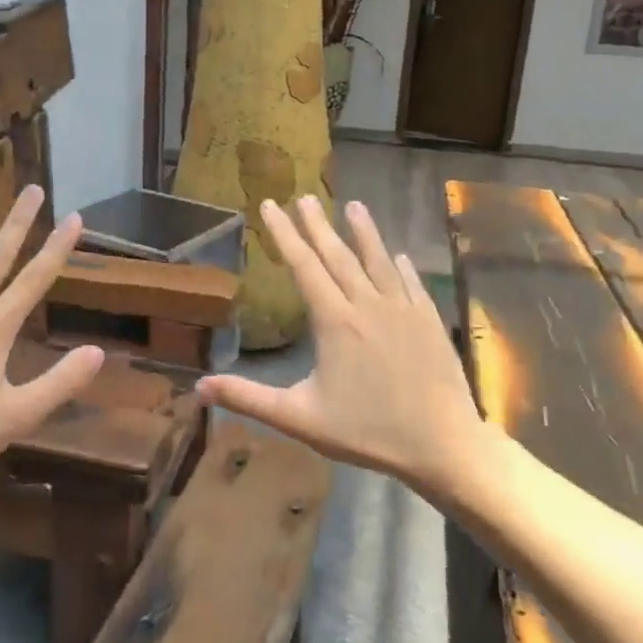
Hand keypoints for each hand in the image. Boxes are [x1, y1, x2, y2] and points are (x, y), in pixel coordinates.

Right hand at [198, 197, 488, 495]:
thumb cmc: (368, 431)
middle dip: (317, 224)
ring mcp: (403, 310)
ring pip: (378, 261)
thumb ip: (249, 398)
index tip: (270, 205)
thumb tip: (199, 387)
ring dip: (364, 232)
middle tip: (304, 197)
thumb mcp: (299, 418)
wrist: (444, 445)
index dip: (284, 233)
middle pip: (338, 255)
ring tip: (353, 205)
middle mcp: (368, 304)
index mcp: (335, 321)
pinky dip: (400, 265)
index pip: (303, 266)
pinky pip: (411, 283)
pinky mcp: (430, 322)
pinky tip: (397, 255)